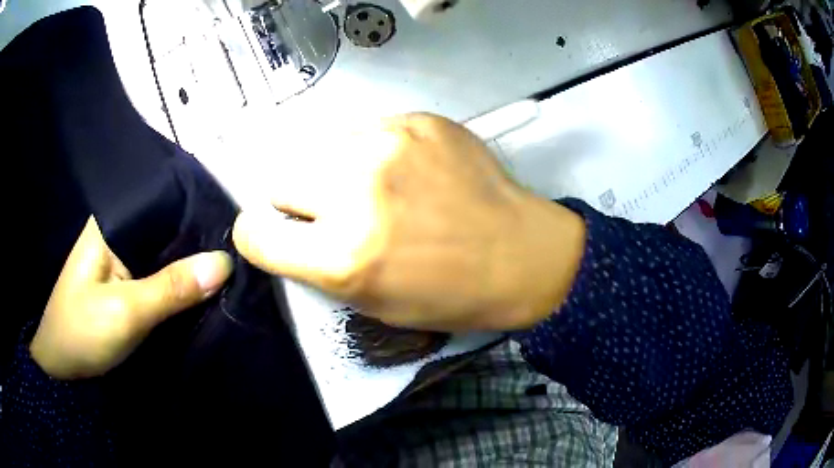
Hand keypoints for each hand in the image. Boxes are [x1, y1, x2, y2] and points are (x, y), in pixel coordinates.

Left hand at [31, 217, 232, 378]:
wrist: (60, 364)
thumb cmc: (82, 332)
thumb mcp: (126, 312)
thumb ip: (171, 287)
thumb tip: (224, 263)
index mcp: (113, 222)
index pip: (166, 203)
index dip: (200, 215)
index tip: (236, 231)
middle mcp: (119, 231)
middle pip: (168, 228)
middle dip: (198, 243)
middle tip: (239, 254)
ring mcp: (121, 256)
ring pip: (165, 252)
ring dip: (190, 265)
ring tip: (229, 268)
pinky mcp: (125, 280)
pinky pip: (158, 273)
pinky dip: (178, 282)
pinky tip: (200, 287)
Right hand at [233, 113, 584, 331]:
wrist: (521, 255)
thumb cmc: (448, 295)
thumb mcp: (371, 302)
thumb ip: (318, 264)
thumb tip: (285, 227)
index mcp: (344, 256)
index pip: (256, 234)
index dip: (259, 236)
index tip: (273, 234)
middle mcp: (357, 191)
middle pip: (280, 179)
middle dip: (298, 201)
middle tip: (333, 212)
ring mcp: (390, 145)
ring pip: (319, 148)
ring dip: (333, 171)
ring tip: (374, 187)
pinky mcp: (418, 121)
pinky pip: (364, 131)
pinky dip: (370, 152)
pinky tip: (406, 169)